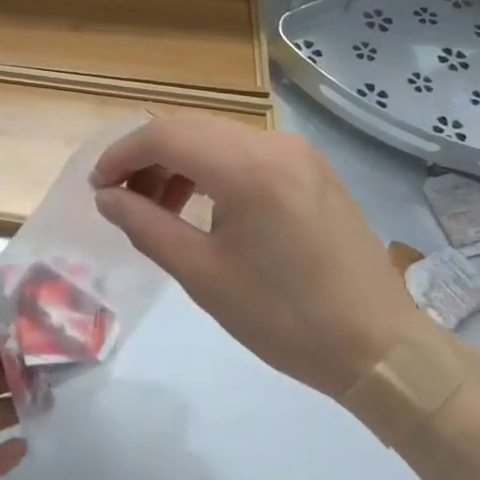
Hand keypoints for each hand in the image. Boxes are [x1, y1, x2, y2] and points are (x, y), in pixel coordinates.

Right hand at [91, 115, 432, 399]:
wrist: (381, 348)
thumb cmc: (286, 318)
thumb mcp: (204, 276)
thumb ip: (147, 226)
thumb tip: (107, 198)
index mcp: (248, 168)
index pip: (165, 136)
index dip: (122, 155)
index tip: (97, 187)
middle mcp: (274, 144)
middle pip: (190, 130)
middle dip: (146, 158)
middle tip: (119, 198)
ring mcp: (298, 152)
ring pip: (217, 138)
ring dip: (178, 163)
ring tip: (156, 206)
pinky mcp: (311, 168)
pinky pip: (245, 153)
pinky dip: (211, 170)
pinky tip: (200, 205)